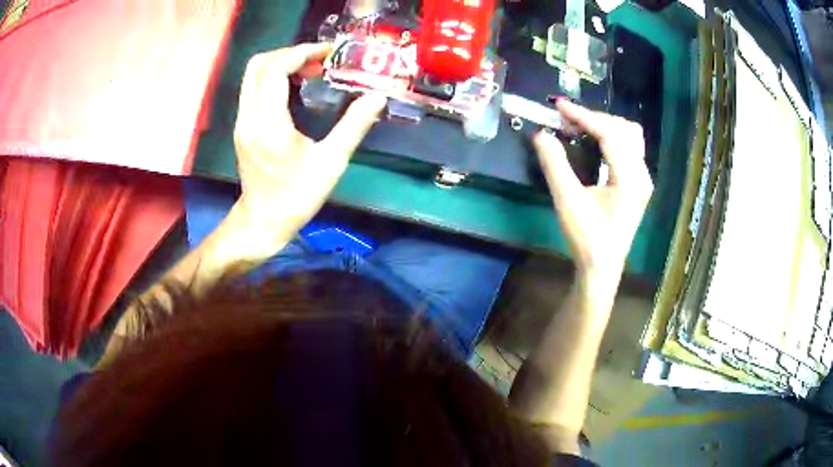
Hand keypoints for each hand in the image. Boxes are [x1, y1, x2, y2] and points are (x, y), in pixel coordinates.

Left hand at [232, 42, 386, 240]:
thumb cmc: (297, 197)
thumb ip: (354, 126)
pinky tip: (295, 86)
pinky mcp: (243, 126)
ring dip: (282, 63)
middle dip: (290, 53)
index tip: (328, 53)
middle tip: (319, 59)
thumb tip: (378, 97)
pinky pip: (254, 88)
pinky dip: (274, 77)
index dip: (302, 52)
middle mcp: (249, 117)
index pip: (275, 69)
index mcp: (269, 124)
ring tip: (310, 69)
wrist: (263, 221)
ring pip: (253, 75)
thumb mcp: (331, 163)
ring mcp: (242, 121)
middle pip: (258, 64)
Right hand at [534, 100, 652, 285]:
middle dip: (595, 118)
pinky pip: (629, 147)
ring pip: (630, 136)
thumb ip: (555, 165)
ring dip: (605, 125)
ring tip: (580, 127)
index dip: (584, 116)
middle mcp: (642, 175)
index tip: (559, 106)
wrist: (602, 266)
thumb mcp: (567, 201)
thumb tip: (541, 134)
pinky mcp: (638, 182)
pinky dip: (611, 137)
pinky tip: (593, 142)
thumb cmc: (586, 238)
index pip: (610, 134)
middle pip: (625, 129)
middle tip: (568, 120)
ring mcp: (643, 178)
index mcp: (630, 180)